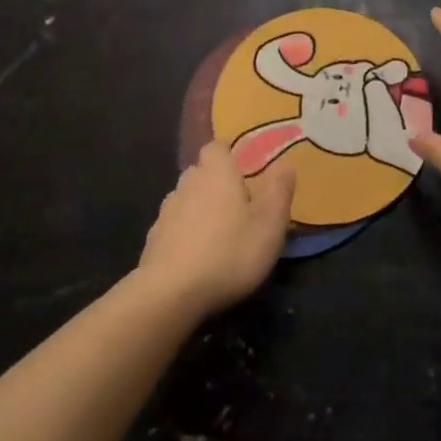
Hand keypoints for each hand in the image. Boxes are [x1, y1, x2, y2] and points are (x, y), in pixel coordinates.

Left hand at [138, 140, 296, 314]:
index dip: (230, 154)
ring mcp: (166, 211)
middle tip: (240, 205)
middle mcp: (187, 183)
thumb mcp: (270, 224)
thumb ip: (279, 190)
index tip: (246, 170)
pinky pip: (175, 226)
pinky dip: (186, 233)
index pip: (217, 146)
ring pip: (187, 199)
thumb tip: (285, 164)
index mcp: (216, 173)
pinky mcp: (154, 239)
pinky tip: (198, 255)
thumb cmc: (229, 252)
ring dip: (201, 208)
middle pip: (202, 172)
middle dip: (218, 182)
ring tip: (220, 232)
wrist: (170, 293)